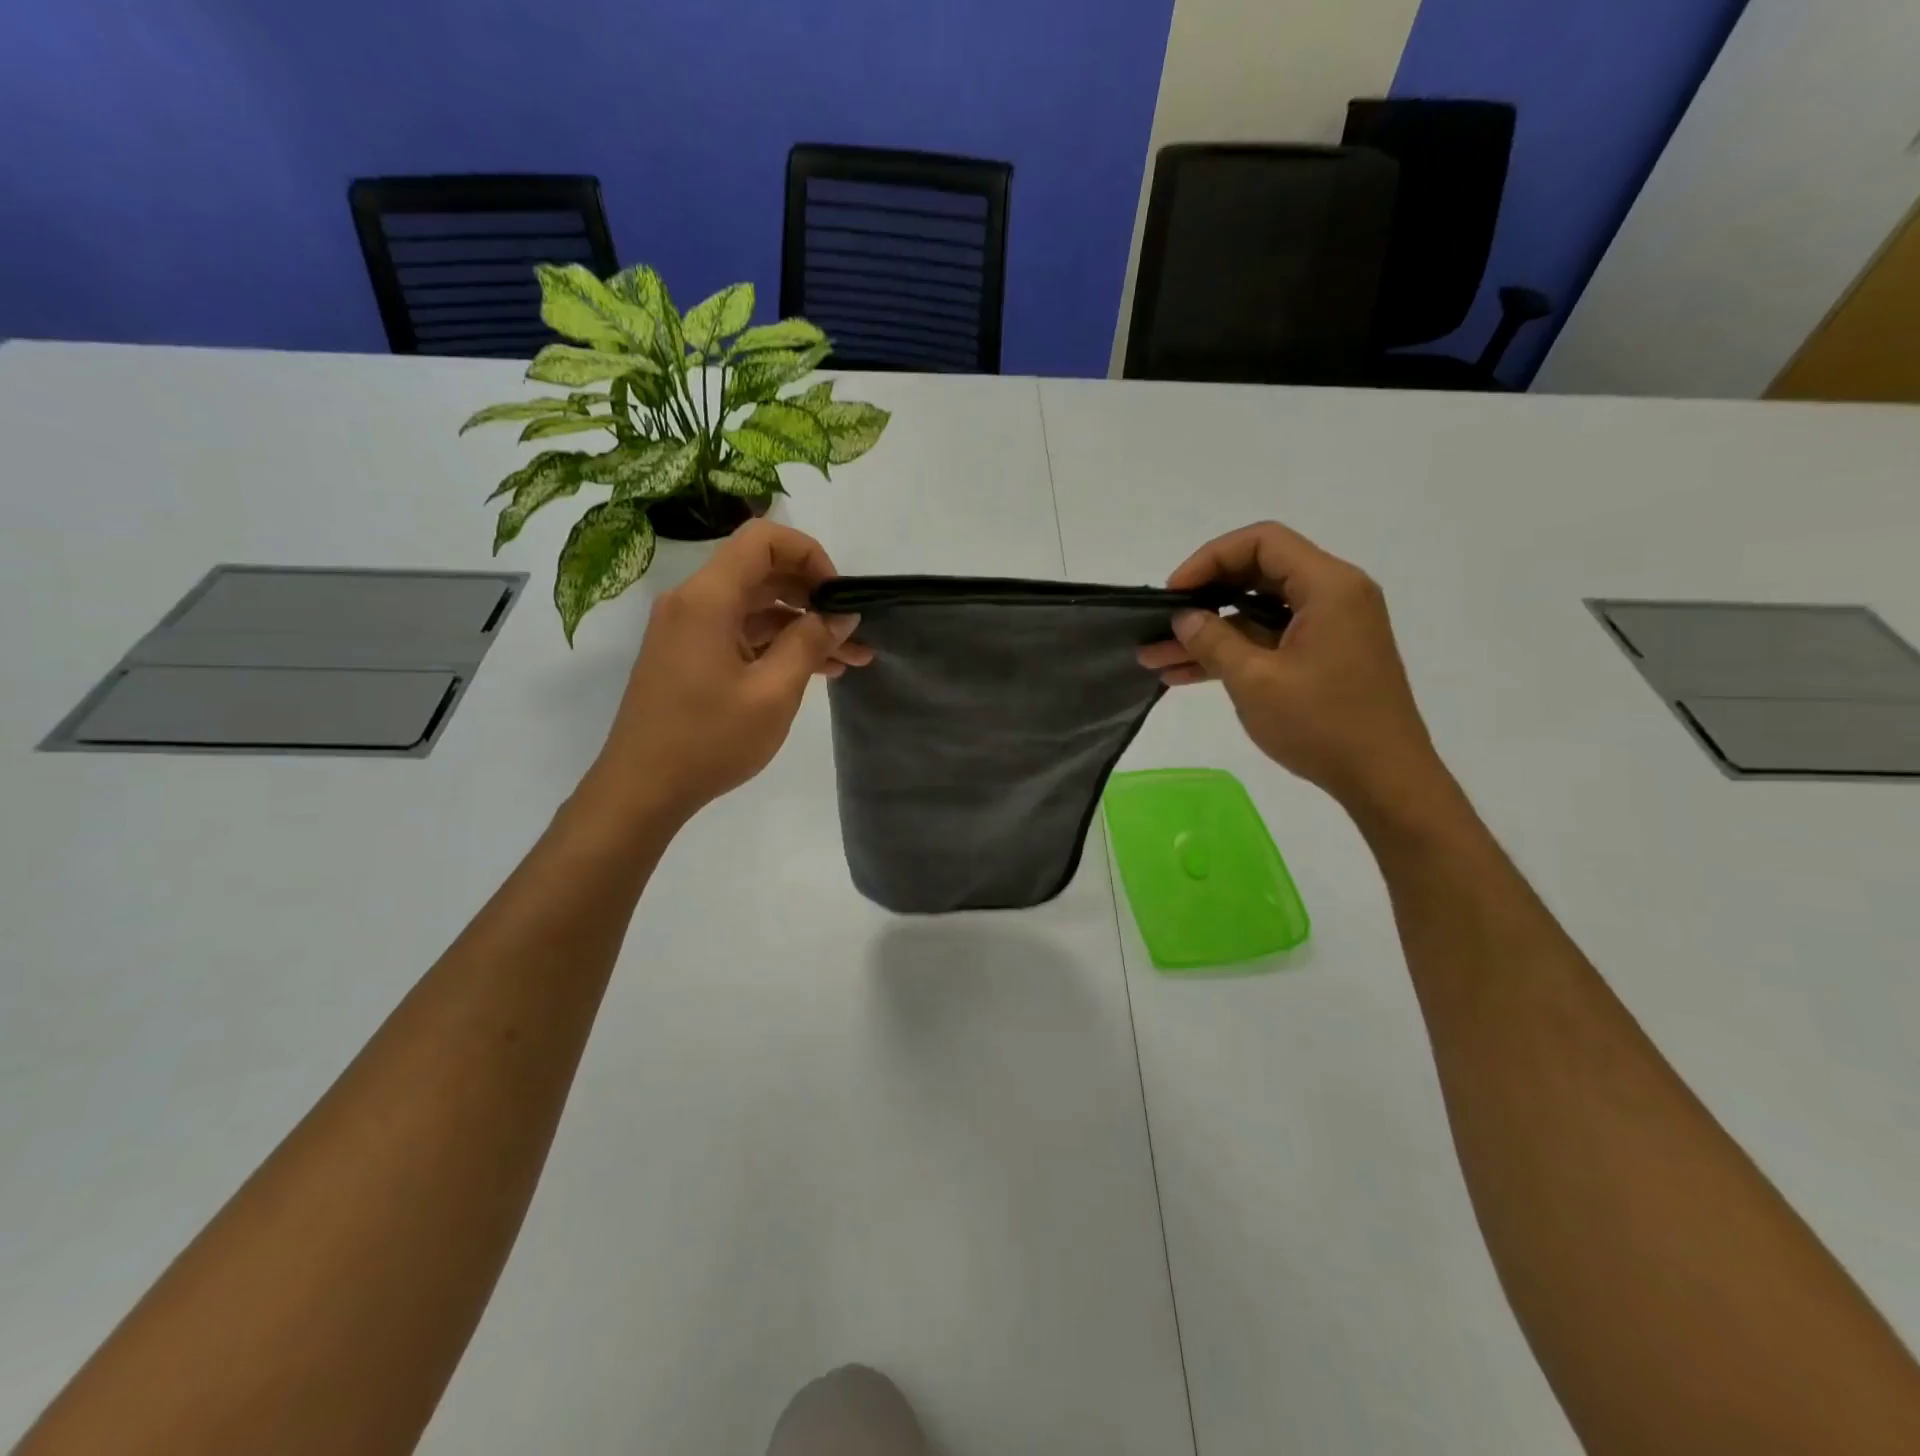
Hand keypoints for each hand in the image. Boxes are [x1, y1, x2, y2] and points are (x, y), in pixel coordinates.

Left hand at [585, 520, 870, 824]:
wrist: (642, 789)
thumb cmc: (709, 740)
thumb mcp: (773, 692)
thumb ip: (810, 643)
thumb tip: (840, 614)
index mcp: (708, 598)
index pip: (763, 540)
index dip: (809, 554)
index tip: (837, 595)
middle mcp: (693, 602)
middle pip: (761, 573)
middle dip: (813, 597)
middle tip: (853, 631)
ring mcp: (688, 630)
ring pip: (755, 609)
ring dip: (801, 627)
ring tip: (849, 660)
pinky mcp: (688, 656)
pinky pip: (739, 633)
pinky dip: (776, 645)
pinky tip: (814, 671)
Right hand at [1138, 521, 1449, 816]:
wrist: (1384, 780)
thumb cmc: (1323, 724)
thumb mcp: (1256, 681)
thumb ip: (1214, 641)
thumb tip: (1185, 617)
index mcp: (1328, 586)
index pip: (1261, 542)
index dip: (1209, 559)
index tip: (1174, 593)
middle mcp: (1333, 596)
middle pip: (1257, 574)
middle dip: (1203, 599)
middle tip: (1160, 623)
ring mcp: (1329, 628)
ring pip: (1257, 613)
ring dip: (1209, 634)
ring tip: (1156, 657)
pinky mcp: (1323, 657)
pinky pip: (1269, 640)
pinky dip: (1232, 653)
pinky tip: (1184, 674)